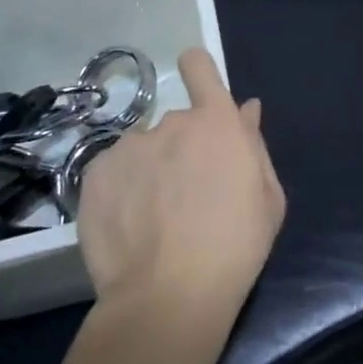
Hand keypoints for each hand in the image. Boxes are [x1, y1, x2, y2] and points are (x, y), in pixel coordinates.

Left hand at [77, 47, 284, 317]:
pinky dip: (121, 190)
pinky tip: (128, 226)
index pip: (199, 67)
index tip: (197, 87)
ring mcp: (129, 145)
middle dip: (182, 149)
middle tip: (186, 197)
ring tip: (153, 219)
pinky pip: (114, 171)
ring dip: (150, 170)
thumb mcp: (267, 198)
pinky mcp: (95, 172)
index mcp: (216, 123)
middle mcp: (170, 122)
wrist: (168, 296)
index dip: (197, 71)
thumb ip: (254, 145)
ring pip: (143, 149)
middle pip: (176, 123)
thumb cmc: (235, 247)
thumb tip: (246, 109)